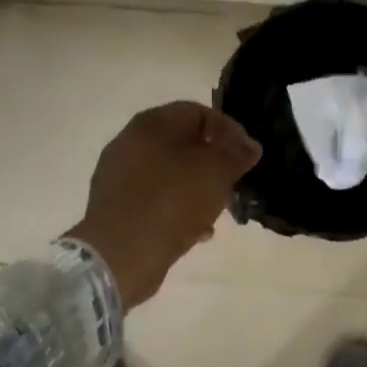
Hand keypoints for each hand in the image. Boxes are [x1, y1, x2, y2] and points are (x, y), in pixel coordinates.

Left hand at [66, 102, 261, 309]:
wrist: (120, 254)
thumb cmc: (172, 202)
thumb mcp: (216, 173)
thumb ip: (237, 154)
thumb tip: (250, 145)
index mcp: (153, 123)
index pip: (199, 112)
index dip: (230, 131)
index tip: (247, 157)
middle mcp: (131, 141)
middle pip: (184, 143)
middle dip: (214, 163)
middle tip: (233, 185)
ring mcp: (120, 174)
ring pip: (171, 172)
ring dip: (198, 188)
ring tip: (217, 211)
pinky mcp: (116, 204)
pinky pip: (155, 197)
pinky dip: (177, 207)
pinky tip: (195, 230)